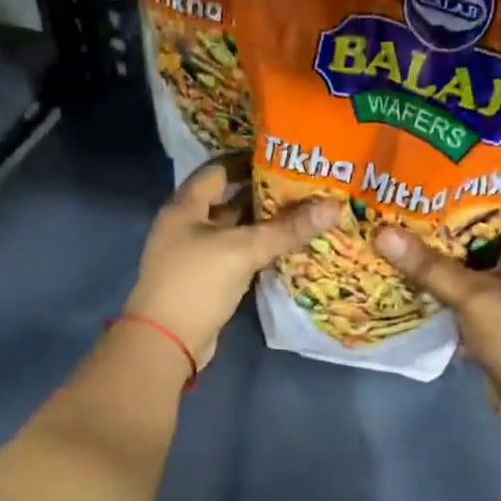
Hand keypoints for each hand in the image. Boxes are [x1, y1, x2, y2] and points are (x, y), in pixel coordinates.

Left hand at [123, 159, 338, 367]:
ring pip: (236, 230)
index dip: (250, 161)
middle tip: (305, 187)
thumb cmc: (196, 283)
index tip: (286, 159)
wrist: (166, 341)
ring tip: (305, 213)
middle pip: (229, 199)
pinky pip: (237, 255)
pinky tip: (287, 248)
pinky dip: (259, 249)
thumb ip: (287, 229)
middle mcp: (188, 225)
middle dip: (264, 193)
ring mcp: (196, 254)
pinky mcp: (207, 279)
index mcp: (186, 206)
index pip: (219, 170)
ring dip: (264, 224)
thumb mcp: (243, 250)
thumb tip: (333, 207)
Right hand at [374, 195, 500, 403]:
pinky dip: (465, 272)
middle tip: (441, 187)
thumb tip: (383, 232)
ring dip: (469, 242)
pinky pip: (484, 282)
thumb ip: (430, 266)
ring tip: (430, 218)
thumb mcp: (473, 296)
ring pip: (494, 255)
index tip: (481, 162)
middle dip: (480, 208)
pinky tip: (434, 264)